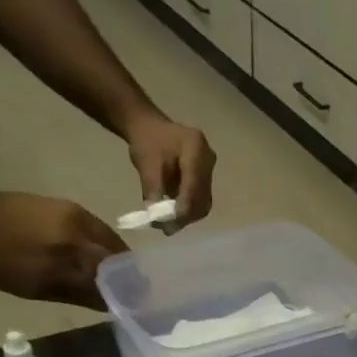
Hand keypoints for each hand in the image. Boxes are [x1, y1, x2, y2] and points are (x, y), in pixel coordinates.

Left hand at [0, 192, 128, 307]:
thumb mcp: (36, 287)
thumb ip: (79, 294)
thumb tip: (112, 305)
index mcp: (71, 252)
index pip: (114, 276)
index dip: (129, 292)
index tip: (138, 307)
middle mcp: (78, 230)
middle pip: (117, 258)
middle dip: (128, 277)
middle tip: (133, 294)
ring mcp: (74, 214)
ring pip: (109, 243)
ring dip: (118, 261)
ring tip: (118, 278)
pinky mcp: (67, 206)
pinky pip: (97, 230)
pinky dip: (104, 246)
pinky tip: (98, 258)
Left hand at [124, 114, 215, 228]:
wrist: (150, 127)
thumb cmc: (147, 141)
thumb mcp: (146, 164)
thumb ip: (152, 189)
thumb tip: (156, 218)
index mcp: (195, 147)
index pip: (194, 183)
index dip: (184, 206)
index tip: (170, 223)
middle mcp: (208, 159)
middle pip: (202, 195)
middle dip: (185, 215)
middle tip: (166, 228)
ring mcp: (210, 169)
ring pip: (203, 201)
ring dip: (187, 215)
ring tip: (168, 224)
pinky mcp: (206, 178)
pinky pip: (201, 199)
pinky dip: (188, 209)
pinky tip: (174, 214)